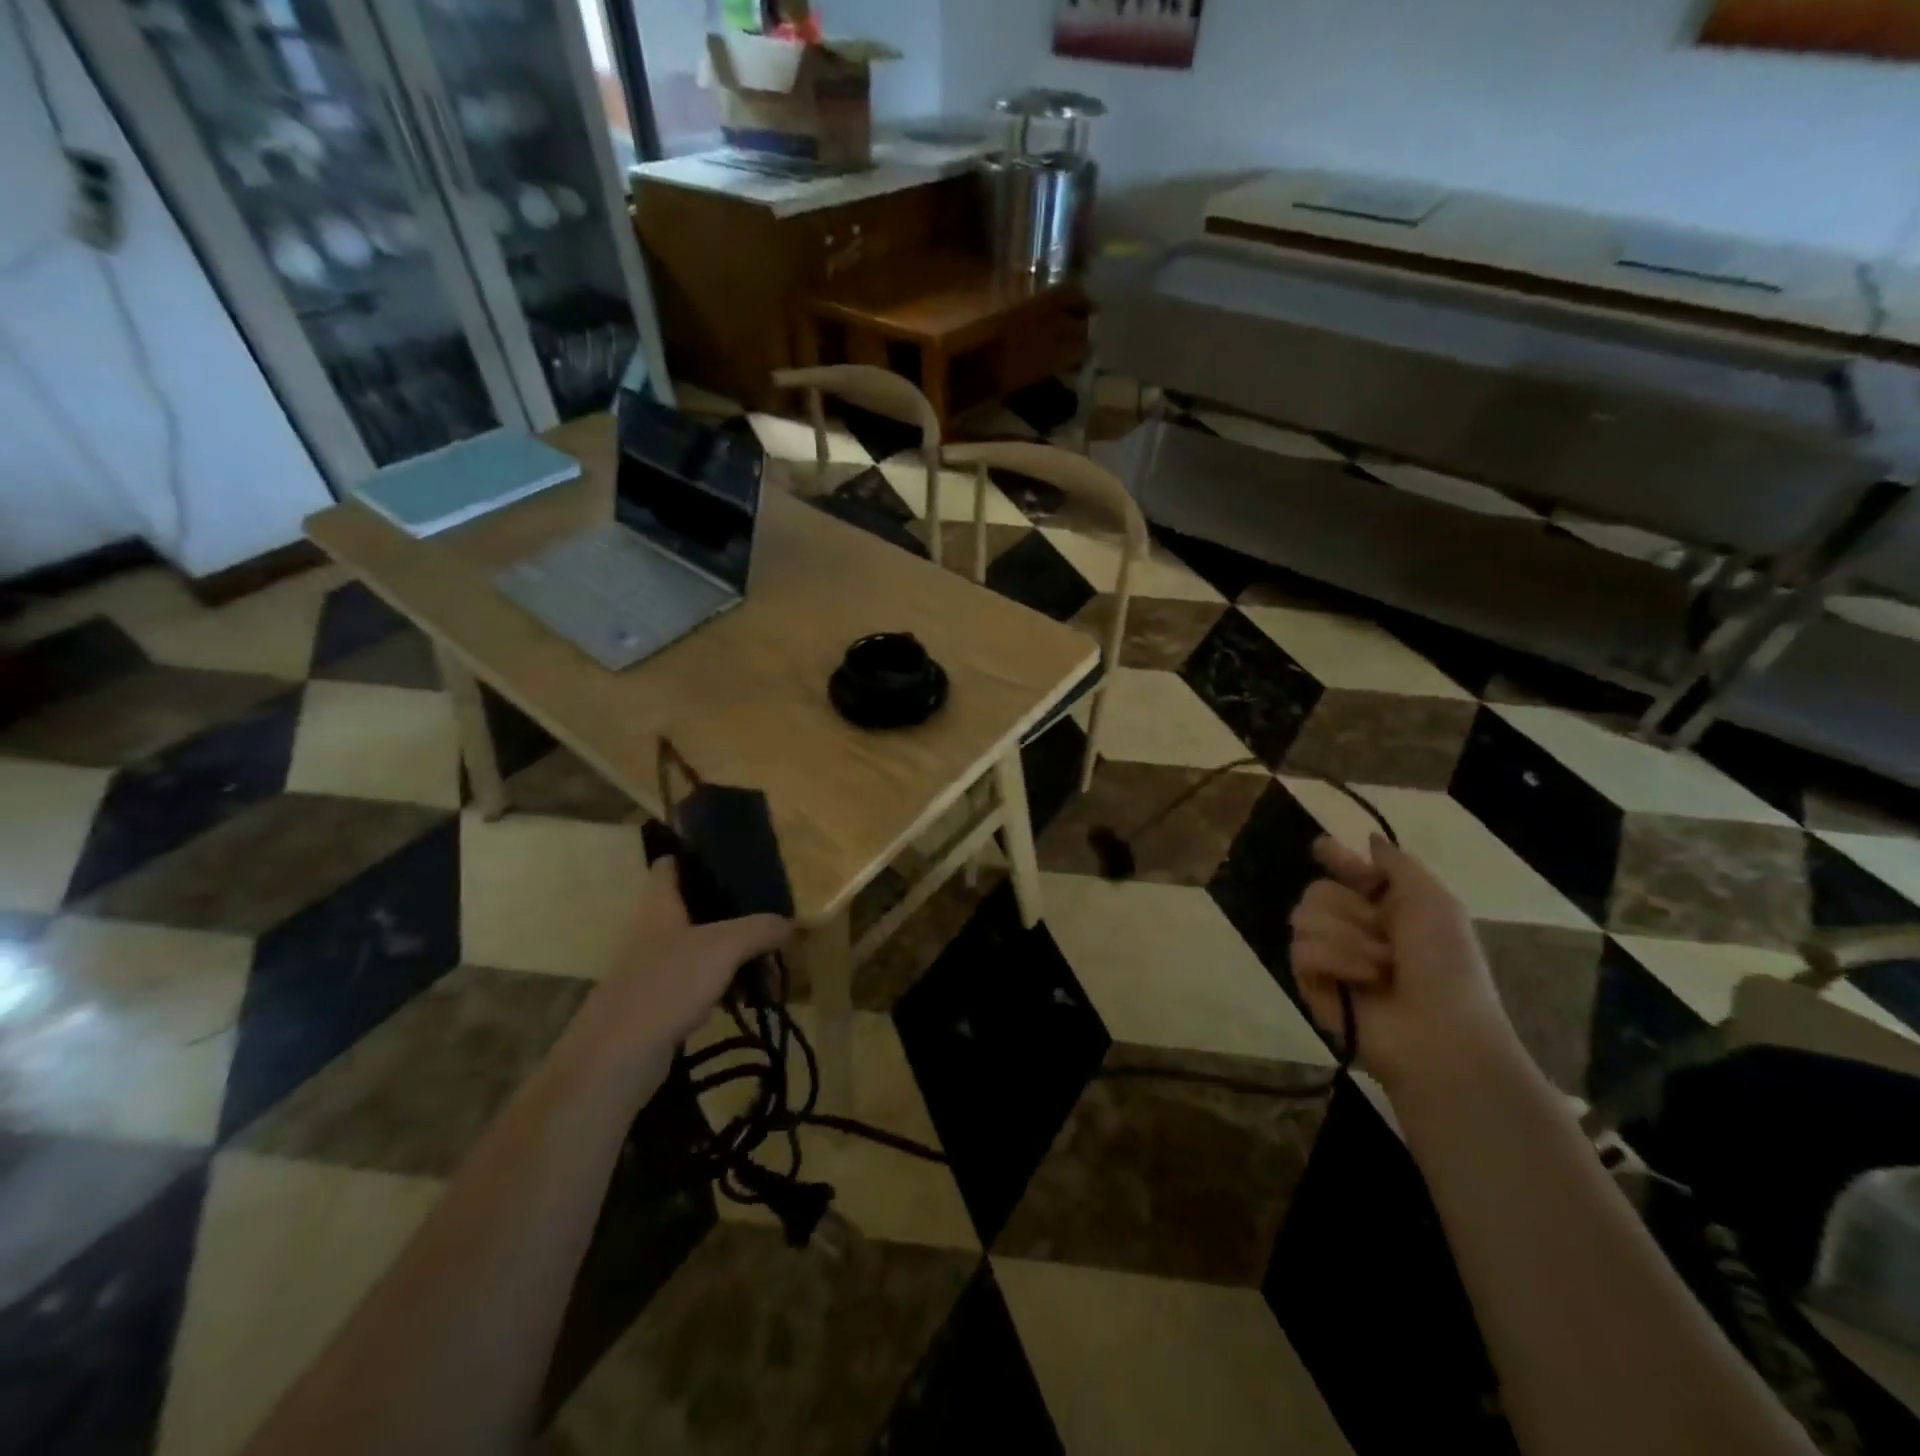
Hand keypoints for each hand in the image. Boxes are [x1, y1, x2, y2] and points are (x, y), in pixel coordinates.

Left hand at [579, 857, 791, 1062]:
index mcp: (660, 905)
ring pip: (701, 948)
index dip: (697, 854)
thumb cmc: (667, 984)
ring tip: (769, 958)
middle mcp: (654, 931)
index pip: (671, 864)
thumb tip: (791, 924)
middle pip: (694, 907)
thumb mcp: (724, 947)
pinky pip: (698, 983)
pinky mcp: (659, 1003)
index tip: (733, 855)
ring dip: (732, 952)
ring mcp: (655, 968)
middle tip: (769, 911)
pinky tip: (746, 997)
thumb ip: (760, 929)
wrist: (617, 1059)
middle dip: (732, 910)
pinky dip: (723, 985)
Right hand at [1289, 835, 1519, 1095]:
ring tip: (1380, 967)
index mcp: (1384, 907)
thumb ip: (1397, 865)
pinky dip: (1335, 962)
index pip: (1344, 871)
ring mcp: (1328, 956)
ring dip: (1348, 939)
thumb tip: (1369, 838)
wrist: (1439, 1031)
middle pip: (1316, 890)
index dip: (1334, 858)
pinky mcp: (1310, 983)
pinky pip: (1301, 950)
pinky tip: (1359, 981)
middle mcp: (1352, 926)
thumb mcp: (1435, 903)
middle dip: (1350, 909)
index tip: (1323, 850)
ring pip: (1303, 916)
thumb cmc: (1446, 965)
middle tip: (1384, 934)